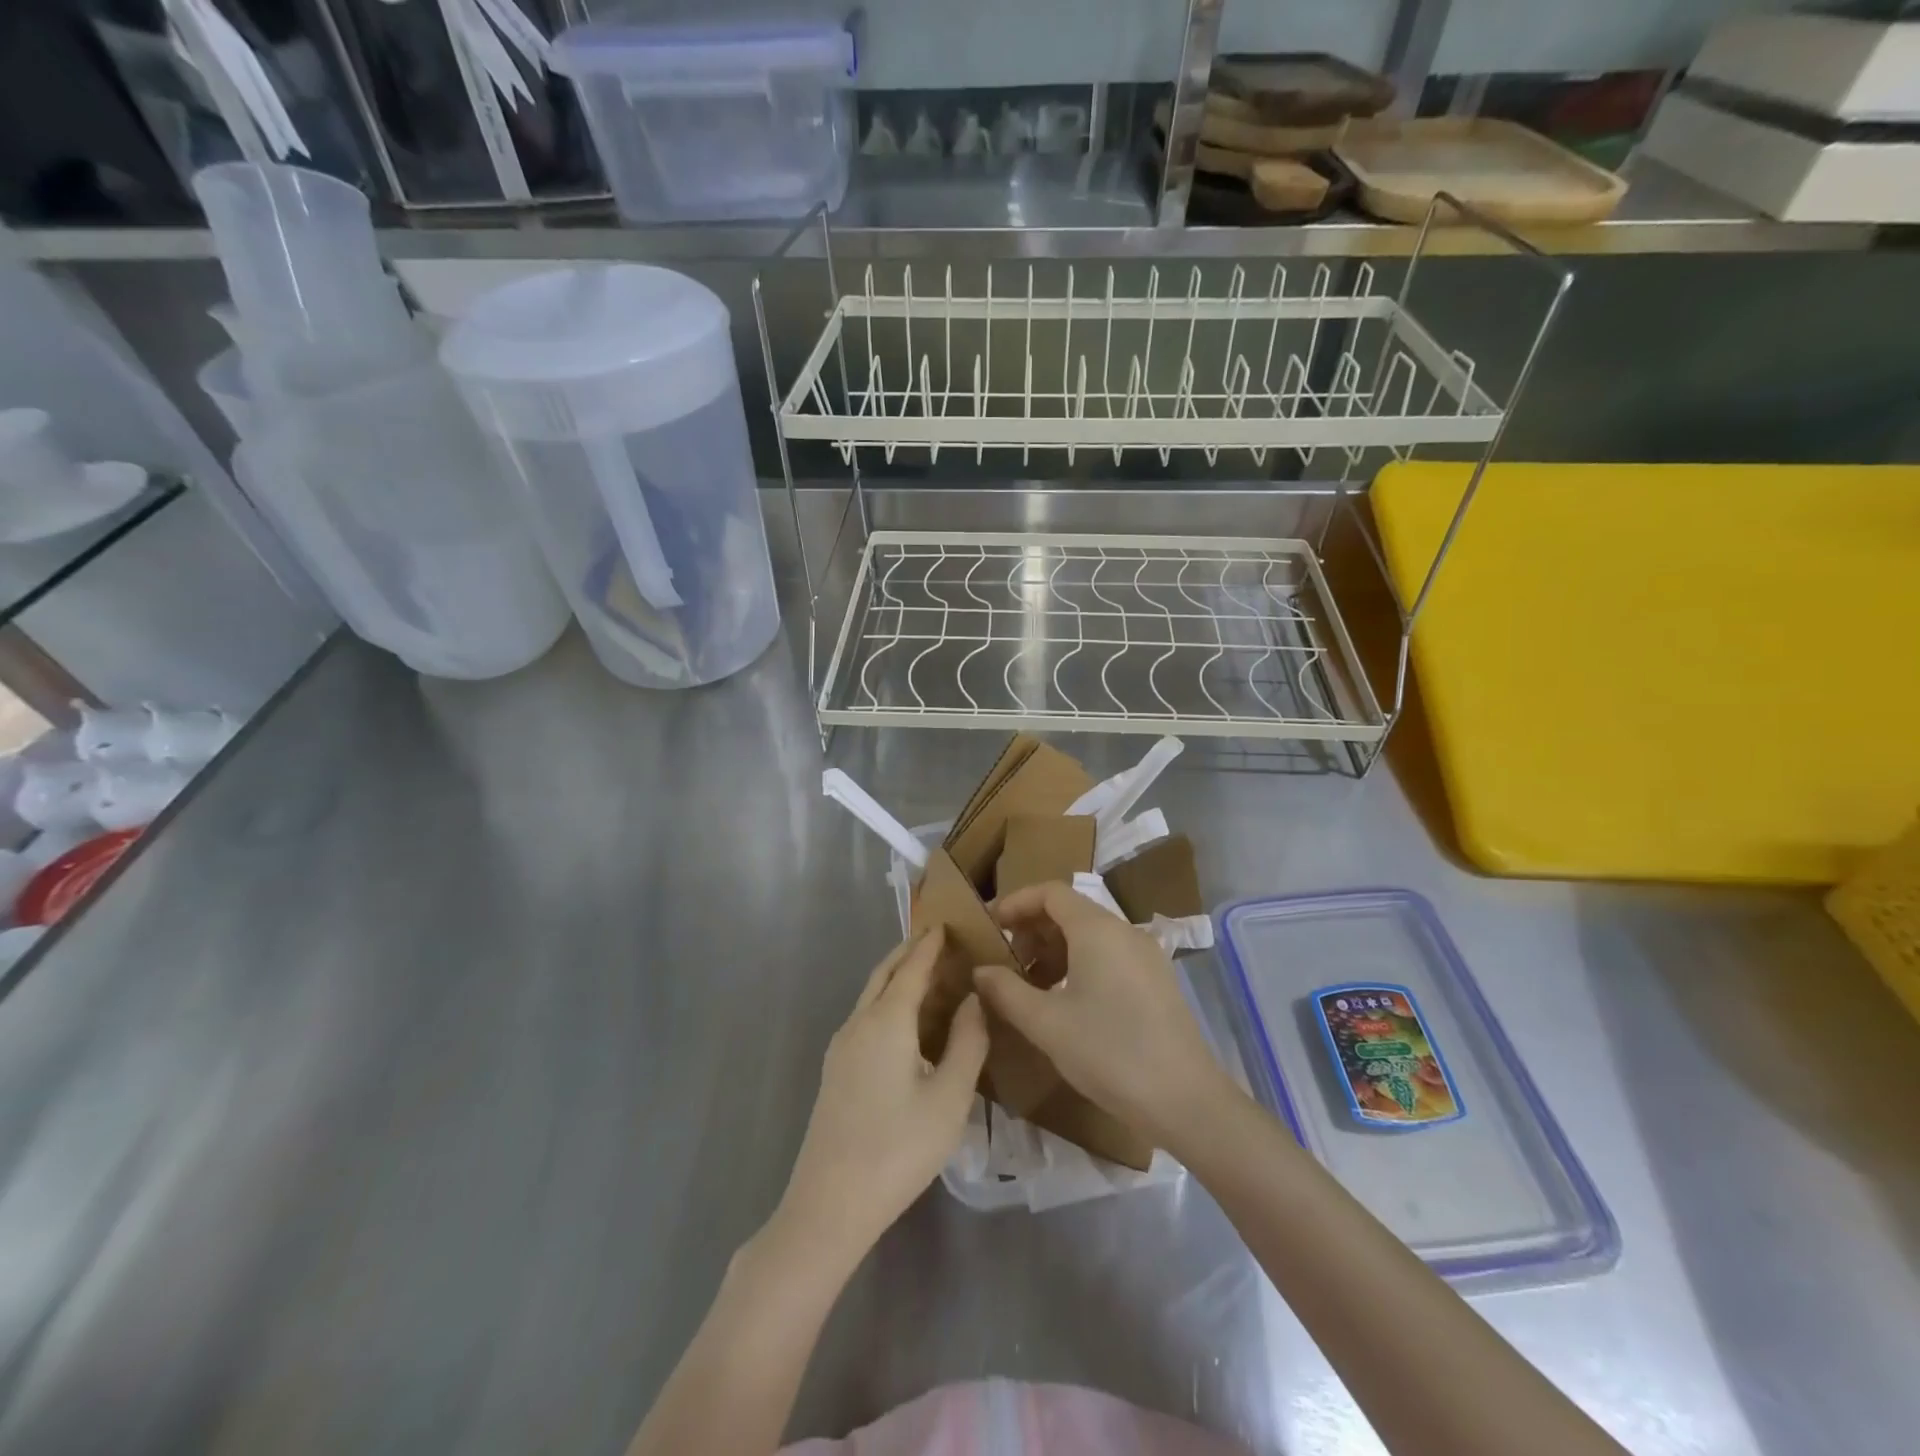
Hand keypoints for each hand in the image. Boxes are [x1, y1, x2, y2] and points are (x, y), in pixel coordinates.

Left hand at [772, 927, 987, 1271]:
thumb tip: (973, 999)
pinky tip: (905, 1022)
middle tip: (938, 940)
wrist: (830, 1204)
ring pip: (871, 995)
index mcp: (887, 1021)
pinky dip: (887, 1000)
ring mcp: (841, 1047)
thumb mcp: (950, 1098)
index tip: (948, 923)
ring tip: (927, 974)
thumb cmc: (898, 1148)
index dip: (931, 944)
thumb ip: (967, 1042)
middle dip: (910, 952)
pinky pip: (865, 1016)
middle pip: (885, 973)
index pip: (912, 967)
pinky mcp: (835, 1070)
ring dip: (897, 976)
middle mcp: (859, 1023)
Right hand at [975, 882, 1234, 1147]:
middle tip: (1005, 962)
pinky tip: (1066, 1003)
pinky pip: (1109, 956)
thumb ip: (1006, 991)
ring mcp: (1146, 956)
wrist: (1186, 1101)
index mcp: (1097, 929)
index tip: (989, 926)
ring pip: (1090, 936)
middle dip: (1032, 930)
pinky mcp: (1157, 981)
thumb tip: (980, 971)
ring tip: (1030, 987)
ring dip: (1055, 951)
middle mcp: (1124, 931)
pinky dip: (1079, 965)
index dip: (1016, 902)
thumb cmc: (1109, 1053)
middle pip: (1070, 911)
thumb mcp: (1046, 1024)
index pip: (1050, 892)